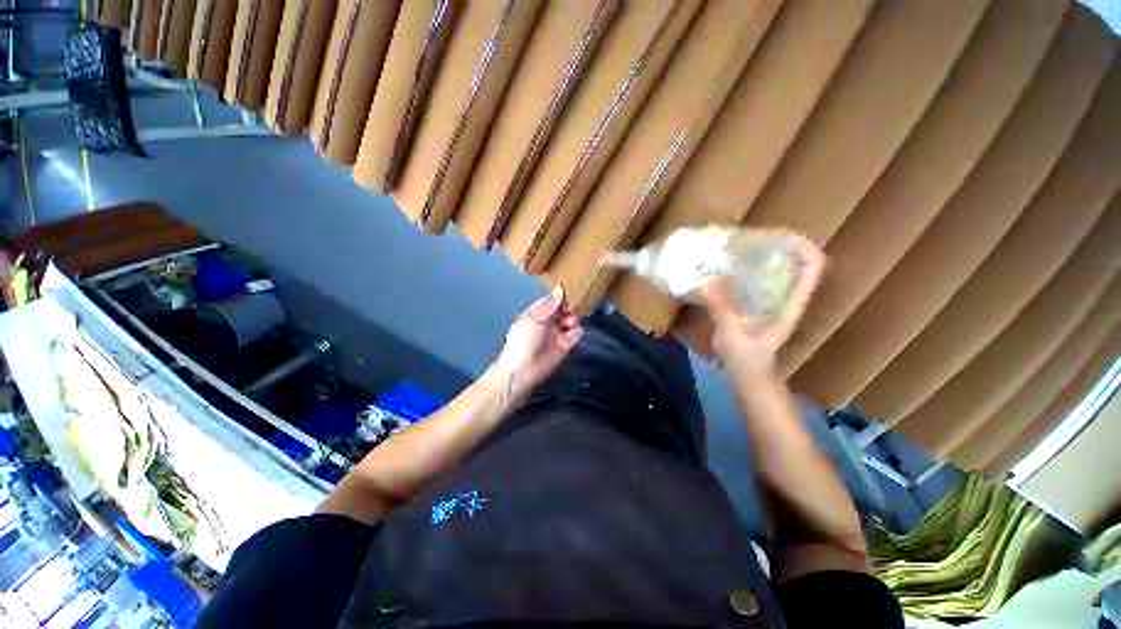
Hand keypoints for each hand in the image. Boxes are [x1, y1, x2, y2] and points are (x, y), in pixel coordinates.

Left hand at [492, 286, 582, 401]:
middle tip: (577, 303)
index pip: (552, 300)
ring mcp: (558, 333)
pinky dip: (577, 331)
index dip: (561, 295)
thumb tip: (560, 289)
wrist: (522, 371)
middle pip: (564, 309)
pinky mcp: (566, 345)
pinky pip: (576, 334)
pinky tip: (574, 331)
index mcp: (537, 312)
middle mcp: (549, 321)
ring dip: (575, 317)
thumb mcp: (533, 319)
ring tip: (573, 320)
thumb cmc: (523, 341)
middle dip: (571, 306)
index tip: (573, 287)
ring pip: (572, 320)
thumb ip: (548, 305)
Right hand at [701, 237, 825, 377]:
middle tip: (752, 238)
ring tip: (738, 248)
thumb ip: (722, 307)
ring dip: (761, 258)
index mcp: (791, 304)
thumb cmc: (746, 358)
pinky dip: (746, 271)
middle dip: (778, 247)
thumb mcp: (733, 332)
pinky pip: (756, 281)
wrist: (747, 375)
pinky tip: (727, 269)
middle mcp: (786, 298)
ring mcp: (772, 302)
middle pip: (794, 264)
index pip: (812, 269)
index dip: (804, 247)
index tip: (782, 235)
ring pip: (775, 272)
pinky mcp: (756, 306)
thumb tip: (709, 279)